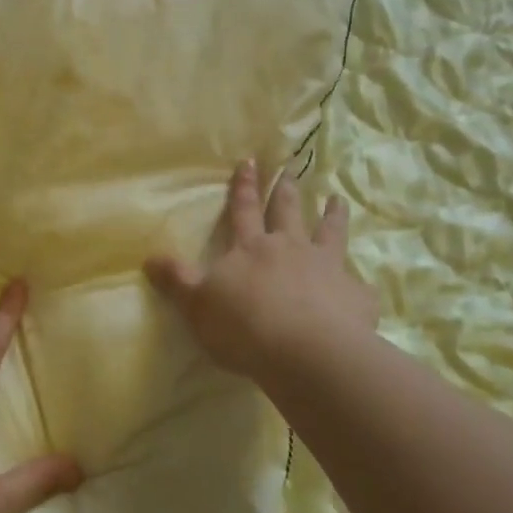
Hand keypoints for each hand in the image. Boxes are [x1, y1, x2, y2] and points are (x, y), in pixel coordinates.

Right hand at [145, 160, 378, 381]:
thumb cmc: (244, 326)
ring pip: (330, 233)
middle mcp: (290, 248)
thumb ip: (177, 281)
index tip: (251, 161)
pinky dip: (359, 285)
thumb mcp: (197, 305)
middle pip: (288, 212)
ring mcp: (327, 268)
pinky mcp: (354, 296)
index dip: (245, 187)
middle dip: (287, 190)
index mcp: (251, 248)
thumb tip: (148, 258)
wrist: (305, 352)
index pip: (244, 210)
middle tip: (292, 170)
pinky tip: (363, 287)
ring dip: (333, 215)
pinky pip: (358, 286)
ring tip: (338, 199)